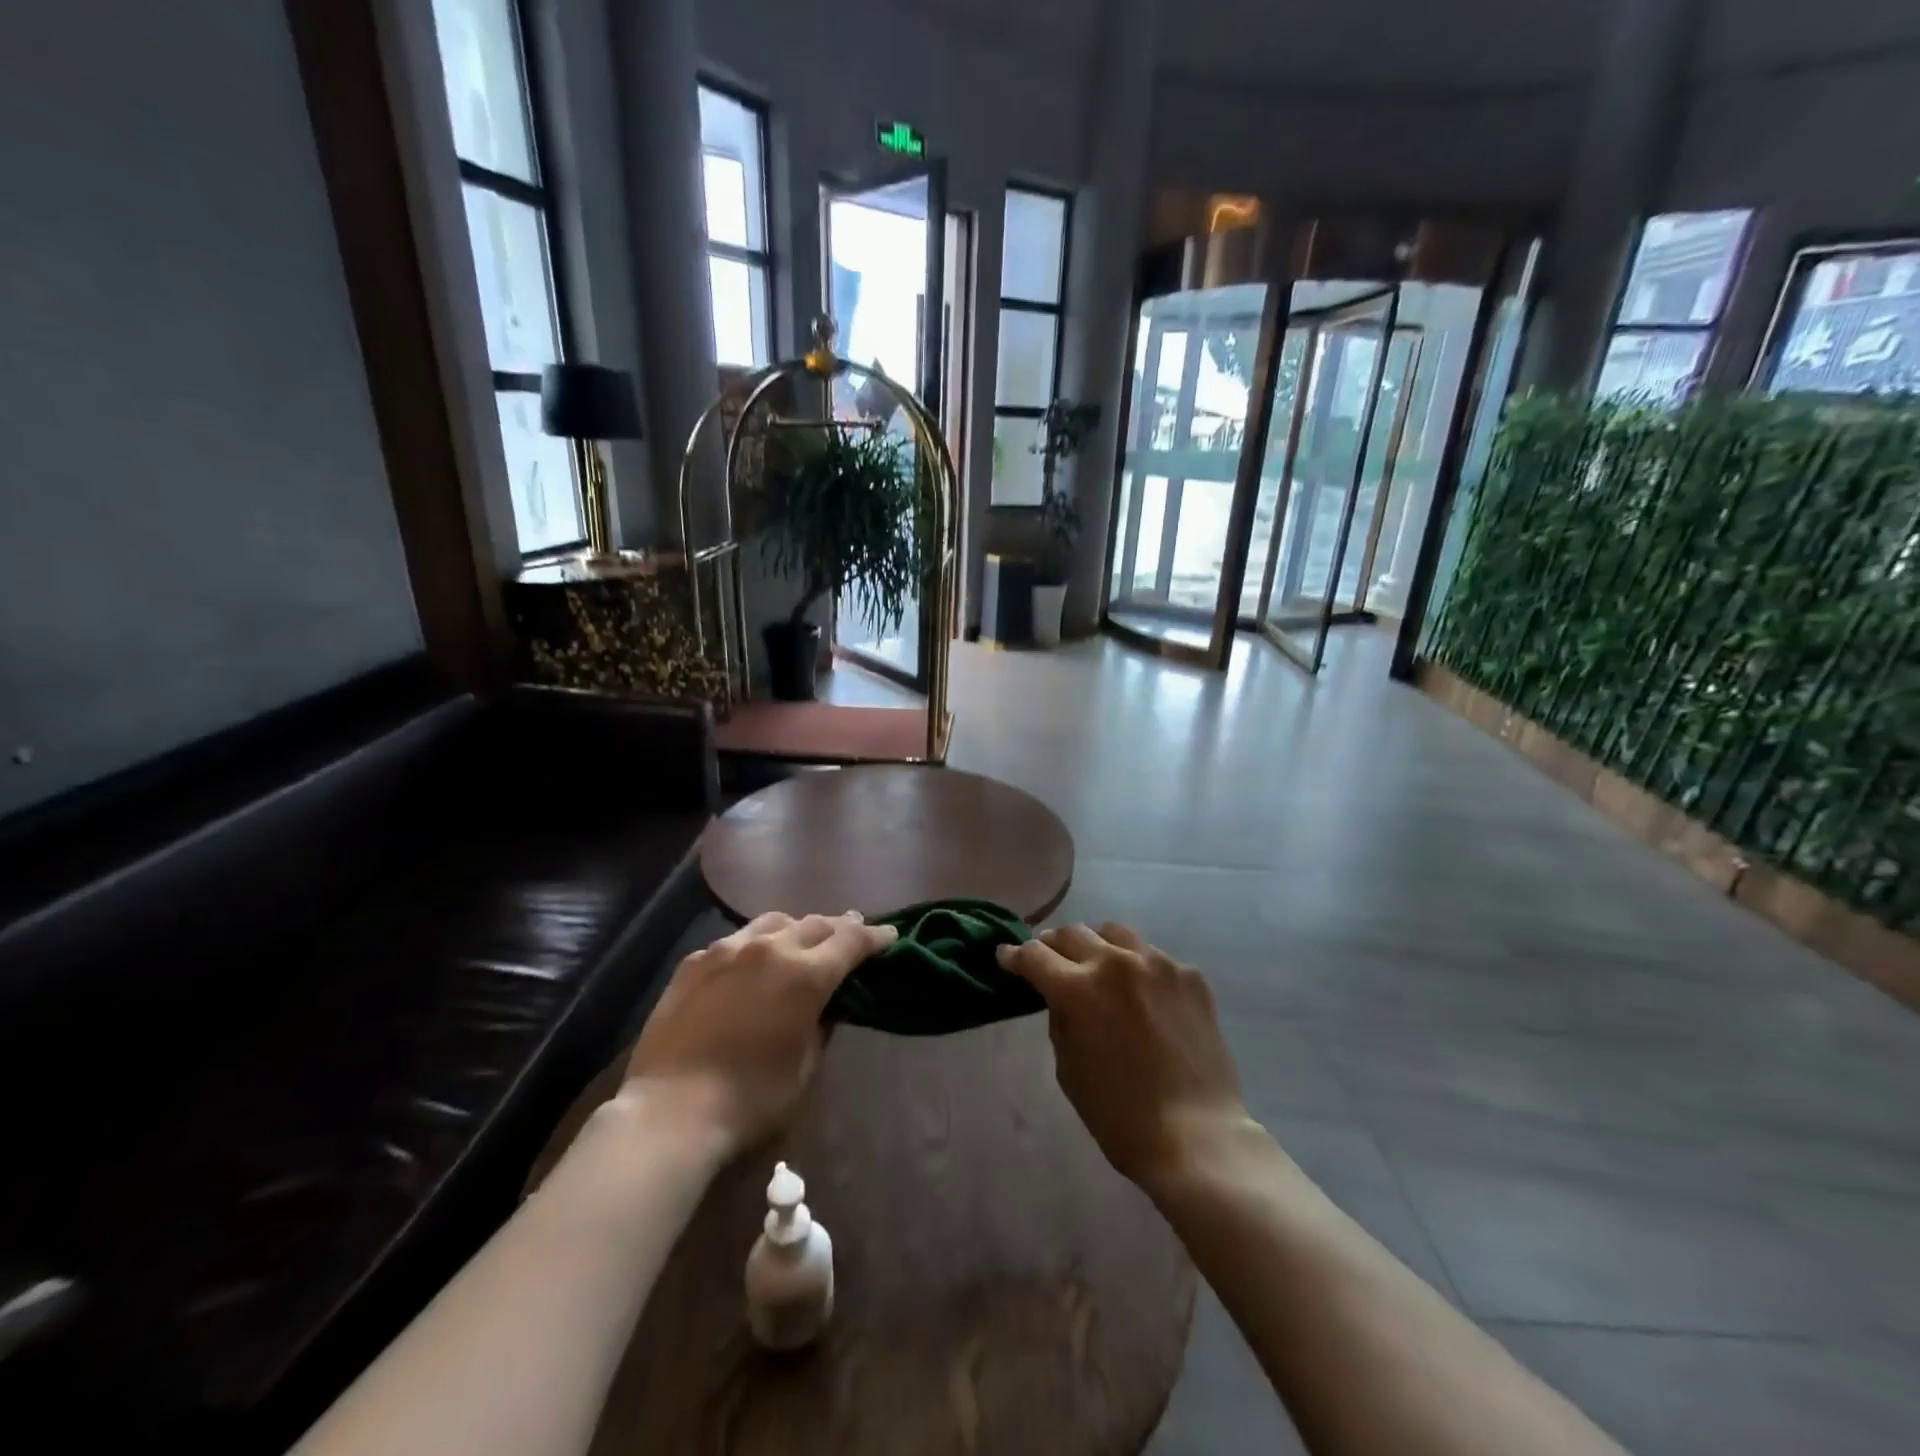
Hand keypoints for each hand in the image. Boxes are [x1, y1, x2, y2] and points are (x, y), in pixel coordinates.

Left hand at [624, 911, 896, 1156]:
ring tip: (804, 938)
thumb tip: (829, 1002)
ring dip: (797, 927)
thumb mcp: (805, 1066)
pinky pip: (736, 940)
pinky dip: (757, 943)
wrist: (671, 1111)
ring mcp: (727, 950)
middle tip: (853, 930)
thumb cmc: (751, 1099)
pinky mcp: (695, 962)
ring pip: (774, 921)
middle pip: (816, 923)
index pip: (851, 940)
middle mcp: (770, 948)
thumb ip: (823, 1023)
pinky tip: (754, 959)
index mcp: (805, 974)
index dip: (875, 936)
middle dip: (840, 926)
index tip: (890, 935)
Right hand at [999, 922, 1248, 1193]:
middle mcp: (1115, 962)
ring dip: (1097, 946)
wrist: (1197, 1136)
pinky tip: (1144, 997)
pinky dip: (1138, 969)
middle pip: (1072, 933)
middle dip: (1053, 946)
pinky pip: (1153, 957)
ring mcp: (1158, 963)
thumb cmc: (1120, 1115)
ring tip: (1098, 966)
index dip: (1015, 956)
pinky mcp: (1190, 975)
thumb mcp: (1068, 1068)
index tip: (1007, 957)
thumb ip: (1060, 1018)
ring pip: (1114, 933)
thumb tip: (1059, 994)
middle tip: (1050, 961)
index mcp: (1077, 988)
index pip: (1034, 954)